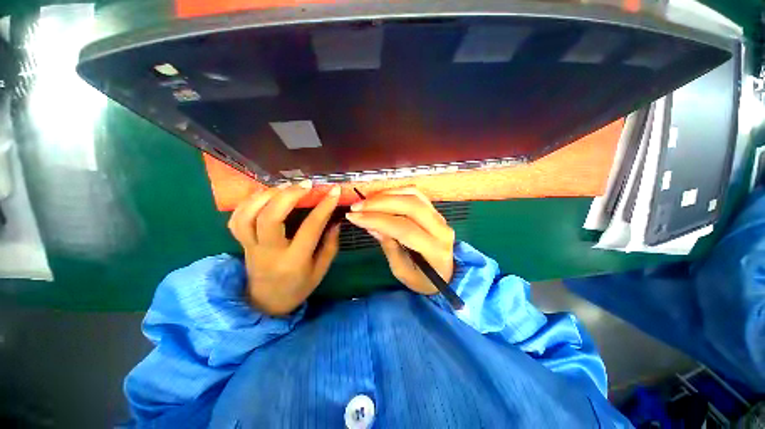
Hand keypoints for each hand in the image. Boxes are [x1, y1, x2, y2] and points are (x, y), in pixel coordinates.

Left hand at [228, 181, 340, 315]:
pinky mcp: (241, 243)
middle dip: (289, 196)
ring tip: (285, 187)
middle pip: (270, 218)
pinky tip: (265, 194)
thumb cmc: (298, 287)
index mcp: (294, 261)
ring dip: (266, 195)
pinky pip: (236, 218)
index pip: (310, 228)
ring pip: (248, 215)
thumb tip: (335, 221)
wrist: (266, 303)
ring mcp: (250, 247)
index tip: (334, 191)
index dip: (323, 207)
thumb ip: (330, 245)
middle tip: (306, 185)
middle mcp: (269, 252)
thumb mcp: (321, 270)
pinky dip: (249, 202)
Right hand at [345, 187, 454, 294]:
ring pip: (413, 196)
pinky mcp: (435, 210)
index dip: (377, 220)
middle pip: (410, 206)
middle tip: (357, 206)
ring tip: (366, 201)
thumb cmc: (422, 279)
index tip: (354, 217)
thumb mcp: (401, 271)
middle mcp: (441, 229)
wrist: (445, 274)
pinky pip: (416, 194)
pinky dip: (396, 191)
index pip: (403, 228)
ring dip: (387, 195)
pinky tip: (381, 196)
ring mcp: (440, 217)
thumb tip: (370, 224)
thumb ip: (388, 245)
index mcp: (434, 250)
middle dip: (380, 203)